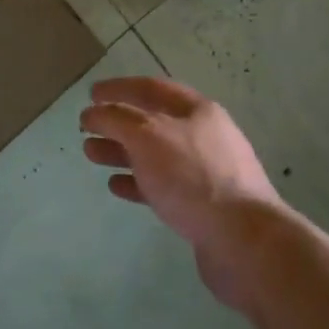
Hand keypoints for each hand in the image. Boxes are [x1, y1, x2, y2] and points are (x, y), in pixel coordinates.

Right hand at [79, 77, 284, 310]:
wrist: (243, 240)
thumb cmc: (193, 177)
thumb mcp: (148, 136)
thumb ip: (116, 119)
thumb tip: (94, 112)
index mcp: (197, 111)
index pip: (151, 88)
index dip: (118, 88)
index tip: (90, 94)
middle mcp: (203, 136)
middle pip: (152, 122)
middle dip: (117, 123)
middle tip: (85, 128)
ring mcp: (204, 172)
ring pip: (154, 155)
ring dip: (121, 152)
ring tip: (91, 155)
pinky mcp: (202, 206)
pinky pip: (162, 186)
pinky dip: (137, 182)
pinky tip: (115, 186)